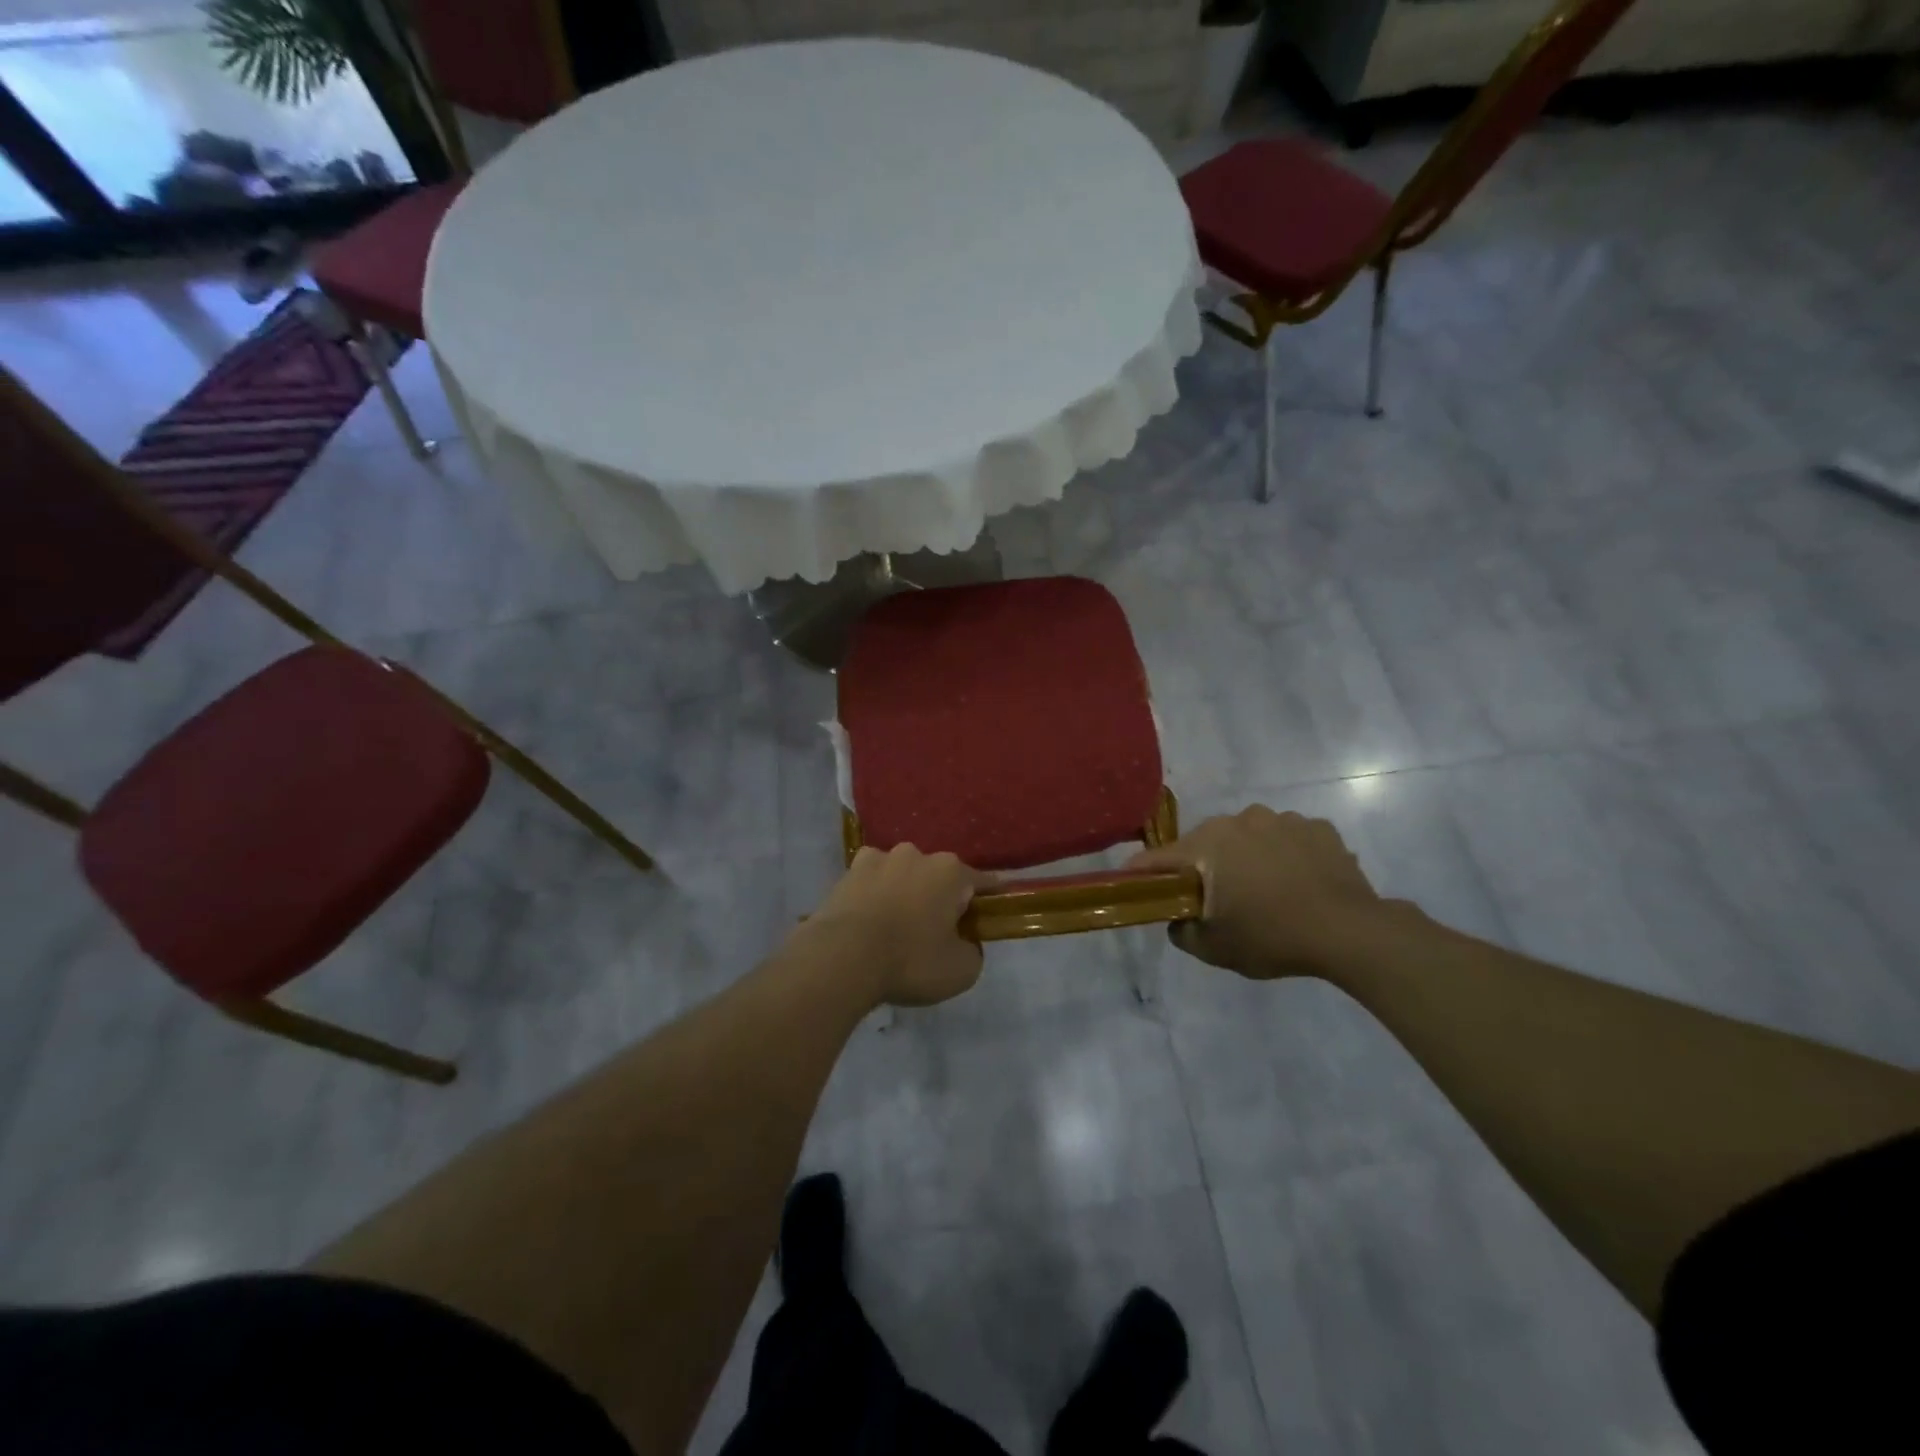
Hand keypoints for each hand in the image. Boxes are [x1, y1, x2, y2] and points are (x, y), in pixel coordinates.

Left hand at [807, 845, 995, 1007]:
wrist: (842, 958)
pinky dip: (874, 897)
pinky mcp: (847, 872)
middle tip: (936, 933)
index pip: (982, 882)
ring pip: (902, 875)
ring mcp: (878, 859)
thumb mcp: (962, 970)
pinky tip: (869, 922)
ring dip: (905, 893)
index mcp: (951, 871)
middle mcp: (916, 854)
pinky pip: (871, 883)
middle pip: (939, 877)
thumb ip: (973, 950)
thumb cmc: (910, 960)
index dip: (989, 901)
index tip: (988, 918)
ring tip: (896, 928)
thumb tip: (965, 942)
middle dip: (941, 898)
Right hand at [1128, 806, 1385, 978]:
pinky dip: (1285, 855)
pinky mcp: (1317, 827)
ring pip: (1249, 836)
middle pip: (1205, 843)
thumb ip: (1182, 932)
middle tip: (1215, 899)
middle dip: (1204, 866)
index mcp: (1208, 844)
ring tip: (1265, 890)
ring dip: (1247, 857)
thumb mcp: (1215, 949)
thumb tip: (1177, 920)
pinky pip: (1287, 838)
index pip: (1159, 857)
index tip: (1134, 885)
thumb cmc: (1273, 937)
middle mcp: (1240, 820)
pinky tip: (1298, 882)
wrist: (1350, 932)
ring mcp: (1282, 819)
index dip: (1142, 873)